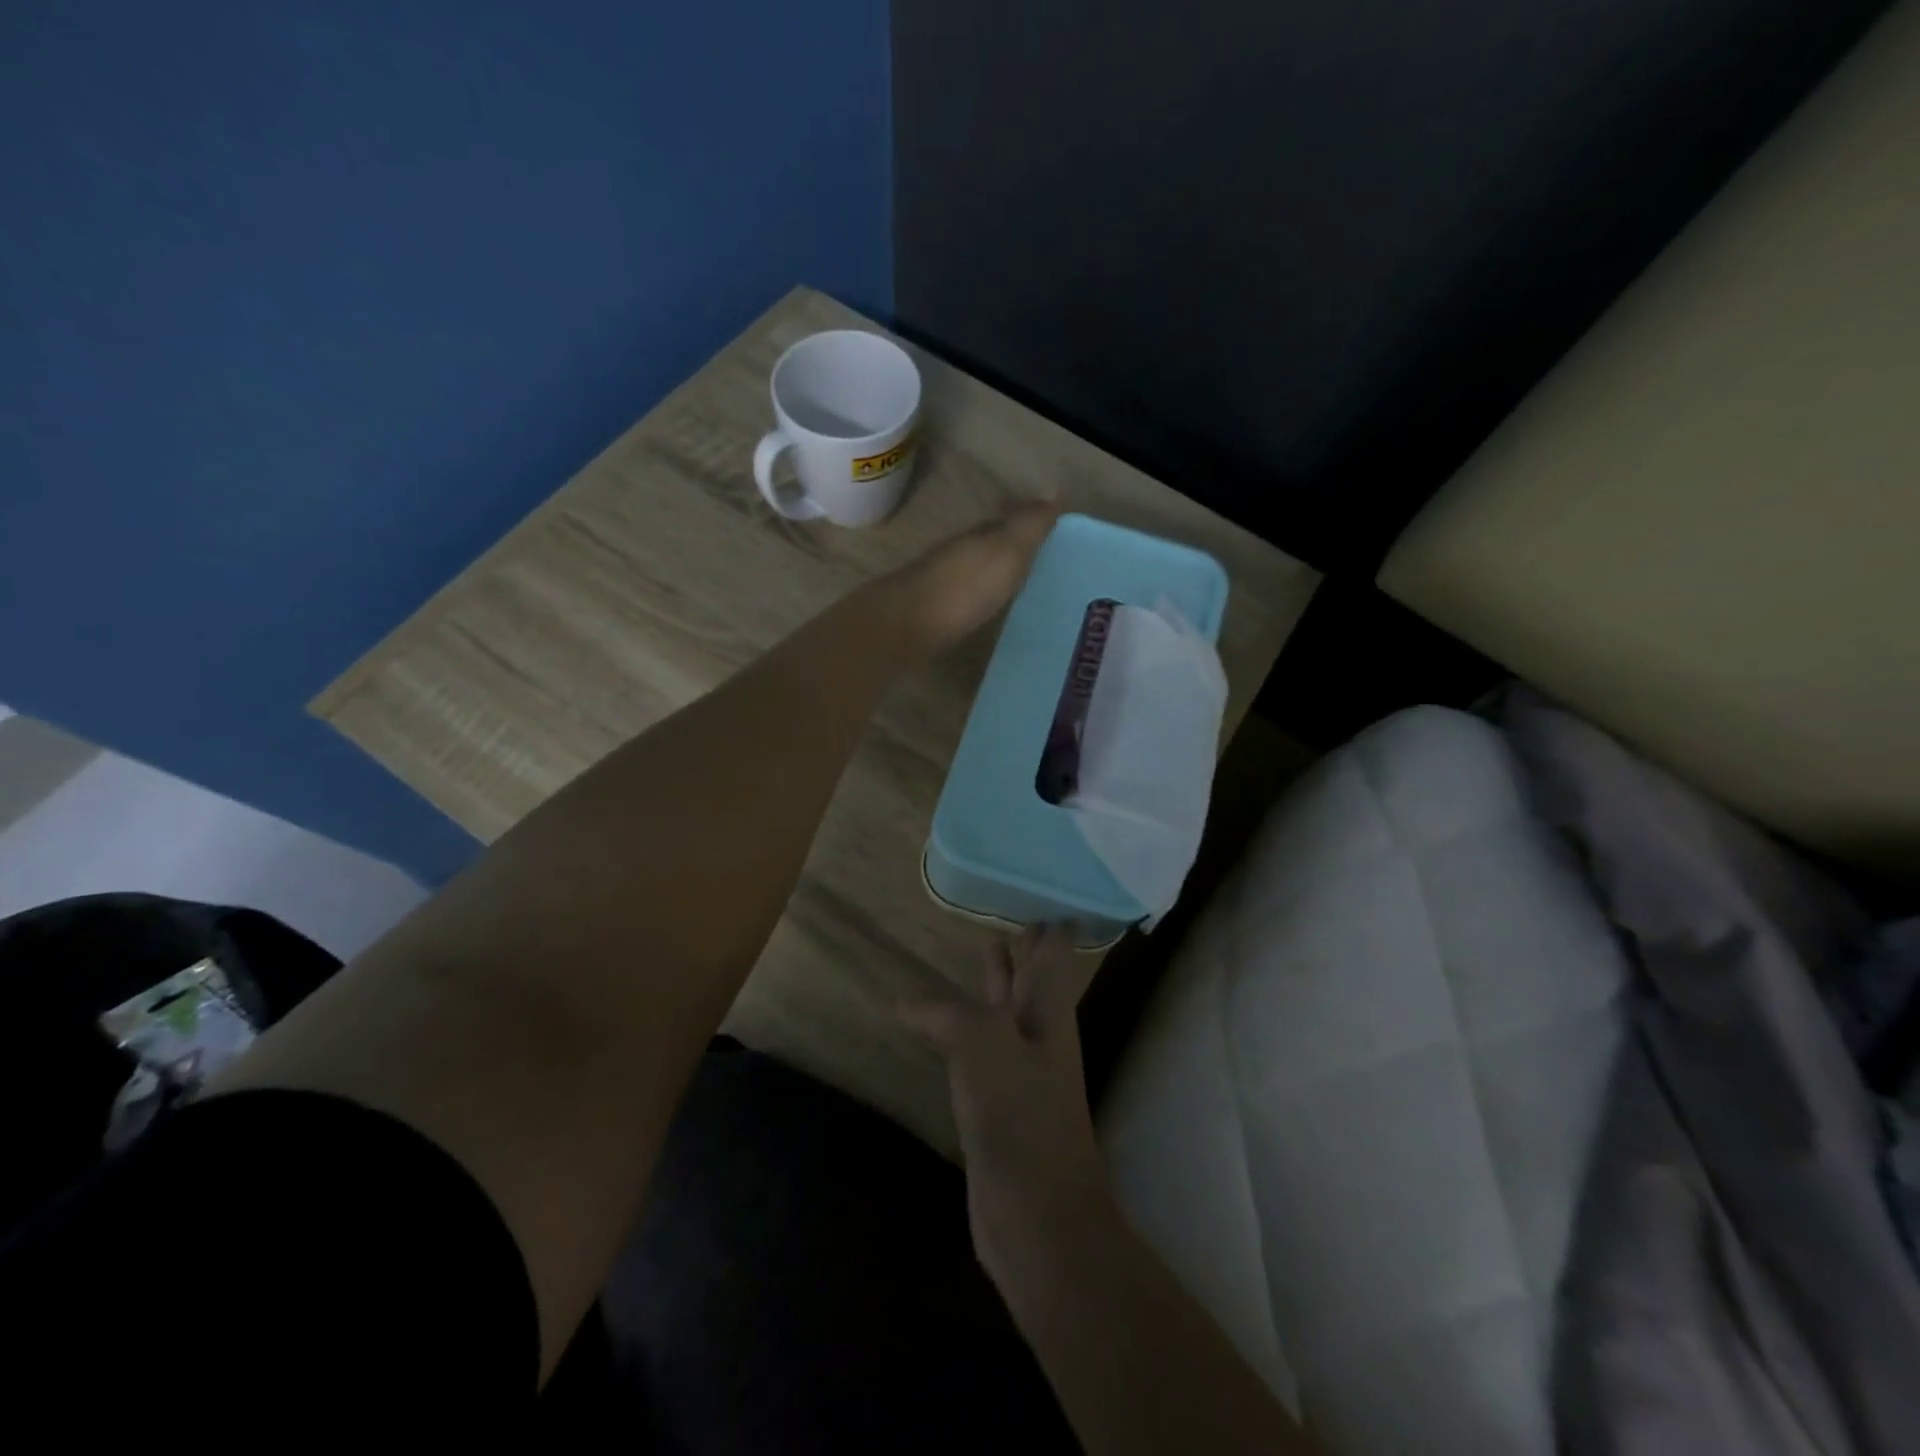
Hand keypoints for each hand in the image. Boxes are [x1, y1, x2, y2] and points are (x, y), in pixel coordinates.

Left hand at [893, 501, 1060, 653]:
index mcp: (978, 537)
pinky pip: (964, 602)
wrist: (905, 627)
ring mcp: (941, 585)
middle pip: (989, 549)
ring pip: (975, 575)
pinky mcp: (931, 615)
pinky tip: (989, 616)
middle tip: (1042, 569)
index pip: (1007, 523)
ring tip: (1021, 595)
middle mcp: (958, 555)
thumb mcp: (1006, 551)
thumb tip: (1055, 495)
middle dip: (1013, 555)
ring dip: (995, 580)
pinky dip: (979, 604)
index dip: (1029, 528)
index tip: (1054, 540)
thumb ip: (1029, 527)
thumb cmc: (962, 588)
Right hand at [902, 926, 1113, 1288]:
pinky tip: (942, 1025)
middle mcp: (1038, 1034)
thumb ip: (947, 1014)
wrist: (1038, 1217)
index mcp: (1047, 1012)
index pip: (1053, 952)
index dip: (1048, 922)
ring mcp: (1019, 1071)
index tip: (1036, 891)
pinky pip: (980, 1049)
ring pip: (1006, 1011)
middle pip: (1031, 978)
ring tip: (980, 951)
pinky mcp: (996, 1104)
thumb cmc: (1021, 1119)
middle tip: (1005, 913)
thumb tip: (905, 1000)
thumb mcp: (983, 1047)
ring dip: (996, 983)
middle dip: (1021, 948)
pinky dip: (965, 1027)